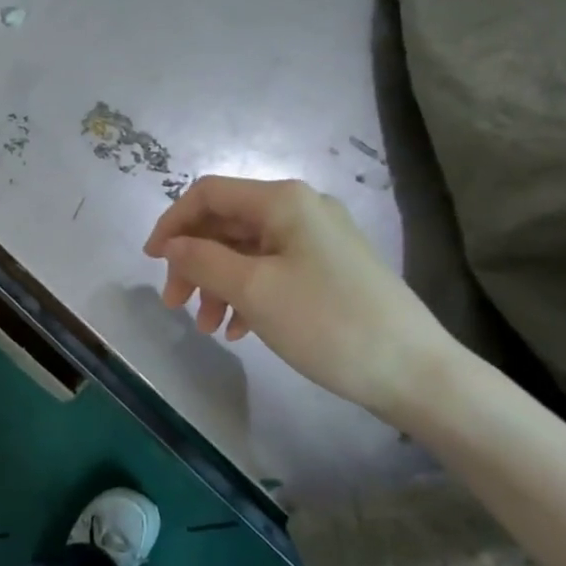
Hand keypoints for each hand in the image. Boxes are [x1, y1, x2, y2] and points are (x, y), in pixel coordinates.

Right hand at [144, 176, 455, 421]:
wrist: (415, 371)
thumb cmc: (327, 322)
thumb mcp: (254, 290)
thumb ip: (203, 260)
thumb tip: (172, 245)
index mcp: (282, 201)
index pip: (209, 194)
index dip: (173, 222)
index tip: (151, 262)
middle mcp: (300, 209)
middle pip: (227, 224)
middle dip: (195, 262)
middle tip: (176, 305)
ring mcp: (319, 240)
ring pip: (248, 251)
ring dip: (218, 283)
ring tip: (209, 327)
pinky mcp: (330, 269)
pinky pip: (273, 270)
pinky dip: (248, 294)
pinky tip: (240, 330)